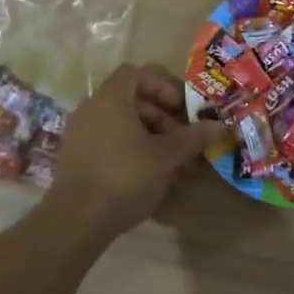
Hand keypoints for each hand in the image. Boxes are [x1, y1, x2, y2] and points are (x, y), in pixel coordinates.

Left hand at [44, 63, 221, 243]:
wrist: (77, 219)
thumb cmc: (125, 175)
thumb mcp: (165, 156)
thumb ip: (192, 137)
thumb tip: (219, 125)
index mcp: (110, 99)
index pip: (136, 74)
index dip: (162, 86)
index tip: (181, 107)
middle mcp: (91, 109)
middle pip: (130, 100)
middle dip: (160, 116)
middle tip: (181, 139)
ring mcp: (79, 134)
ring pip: (120, 124)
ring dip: (148, 136)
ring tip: (169, 162)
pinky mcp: (75, 158)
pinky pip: (108, 142)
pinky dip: (130, 150)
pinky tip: (148, 175)